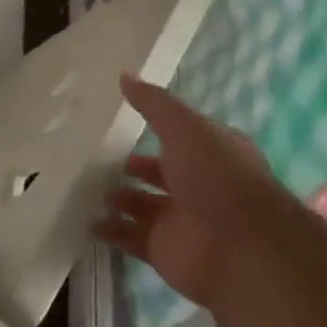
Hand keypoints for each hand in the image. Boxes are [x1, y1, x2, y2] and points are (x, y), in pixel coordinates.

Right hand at [97, 75, 287, 309]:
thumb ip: (153, 103)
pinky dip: (111, 231)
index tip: (118, 117)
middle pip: (158, 171)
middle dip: (131, 165)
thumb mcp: (184, 127)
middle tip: (93, 155)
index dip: (153, 126)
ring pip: (141, 204)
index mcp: (210, 151)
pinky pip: (131, 237)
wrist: (242, 249)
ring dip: (117, 197)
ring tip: (83, 184)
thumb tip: (124, 75)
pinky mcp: (164, 251)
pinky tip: (86, 219)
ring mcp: (180, 219)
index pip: (179, 135)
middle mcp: (197, 184)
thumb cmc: (217, 176)